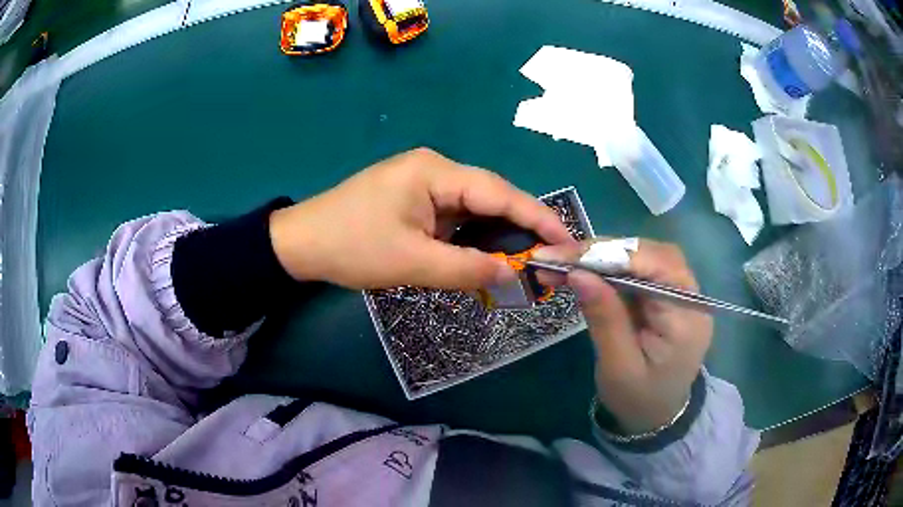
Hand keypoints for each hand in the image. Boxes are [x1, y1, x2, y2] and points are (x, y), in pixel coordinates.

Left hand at [269, 148, 573, 289]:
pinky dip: (471, 239)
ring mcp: (423, 184)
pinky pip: (453, 218)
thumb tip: (510, 275)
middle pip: (490, 198)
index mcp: (435, 172)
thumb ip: (465, 268)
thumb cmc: (351, 246)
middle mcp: (434, 169)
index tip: (566, 240)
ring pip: (473, 209)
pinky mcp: (414, 200)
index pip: (499, 193)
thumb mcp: (411, 262)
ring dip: (495, 236)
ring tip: (525, 262)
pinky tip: (485, 257)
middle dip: (520, 228)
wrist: (300, 243)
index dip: (537, 217)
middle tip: (549, 258)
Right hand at [534, 239, 712, 433]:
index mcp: (687, 317)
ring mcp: (680, 293)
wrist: (657, 417)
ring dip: (604, 256)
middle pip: (651, 254)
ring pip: (644, 256)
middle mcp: (690, 296)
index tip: (565, 256)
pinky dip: (609, 266)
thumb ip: (604, 318)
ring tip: (565, 263)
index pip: (656, 266)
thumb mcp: (618, 366)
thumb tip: (578, 273)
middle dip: (603, 251)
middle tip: (558, 257)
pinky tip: (584, 271)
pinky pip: (639, 269)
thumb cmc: (638, 399)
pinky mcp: (666, 295)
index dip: (612, 254)